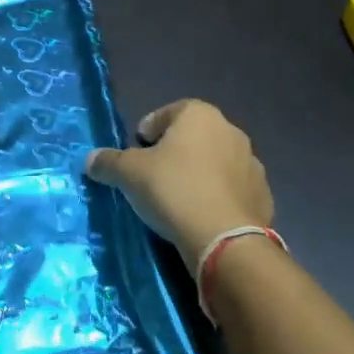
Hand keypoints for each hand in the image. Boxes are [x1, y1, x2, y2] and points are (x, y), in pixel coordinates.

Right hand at [86, 99, 272, 266]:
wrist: (225, 239)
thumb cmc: (173, 190)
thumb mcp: (129, 174)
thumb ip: (108, 162)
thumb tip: (90, 160)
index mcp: (200, 115)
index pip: (167, 113)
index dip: (148, 133)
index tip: (137, 154)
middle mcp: (230, 131)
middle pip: (193, 137)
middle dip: (174, 153)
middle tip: (153, 177)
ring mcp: (252, 164)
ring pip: (216, 163)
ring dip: (199, 175)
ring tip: (179, 201)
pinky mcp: (263, 196)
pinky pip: (232, 190)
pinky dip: (217, 197)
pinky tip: (202, 218)